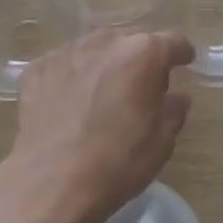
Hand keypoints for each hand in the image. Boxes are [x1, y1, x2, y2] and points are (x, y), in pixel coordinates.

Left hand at [10, 27, 195, 222]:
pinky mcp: (38, 67)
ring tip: (101, 93)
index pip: (172, 42)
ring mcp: (68, 51)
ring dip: (104, 65)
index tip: (184, 63)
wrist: (51, 182)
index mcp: (144, 53)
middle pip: (131, 41)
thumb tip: (176, 97)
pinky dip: (72, 77)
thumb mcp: (162, 141)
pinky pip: (64, 65)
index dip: (180, 53)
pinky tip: (69, 103)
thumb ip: (174, 110)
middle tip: (139, 87)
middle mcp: (106, 41)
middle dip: (139, 59)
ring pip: (95, 50)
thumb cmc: (118, 162)